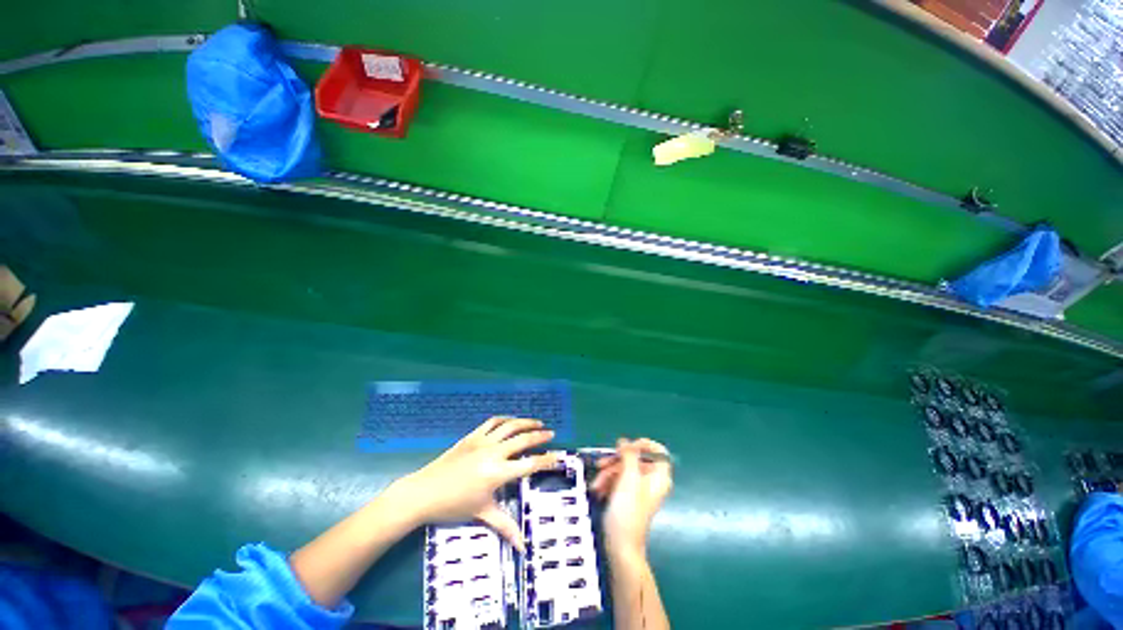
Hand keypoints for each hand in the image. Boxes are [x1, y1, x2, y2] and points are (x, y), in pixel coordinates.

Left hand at [391, 416, 558, 550]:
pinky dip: (505, 419)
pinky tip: (512, 421)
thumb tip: (523, 547)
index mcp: (497, 473)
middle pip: (523, 439)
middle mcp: (493, 453)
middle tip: (552, 434)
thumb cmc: (453, 506)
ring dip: (526, 422)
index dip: (546, 460)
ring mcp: (482, 441)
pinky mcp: (471, 436)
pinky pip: (492, 422)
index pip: (529, 465)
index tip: (559, 456)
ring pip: (510, 426)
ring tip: (538, 423)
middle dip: (540, 436)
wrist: (423, 492)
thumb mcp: (482, 514)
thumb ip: (505, 526)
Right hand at [590, 438, 672, 559]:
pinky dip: (608, 482)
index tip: (626, 446)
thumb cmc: (628, 511)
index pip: (658, 451)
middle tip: (601, 464)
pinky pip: (619, 480)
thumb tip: (625, 441)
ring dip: (608, 473)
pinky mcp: (629, 496)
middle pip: (635, 459)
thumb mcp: (628, 478)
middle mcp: (652, 480)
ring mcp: (640, 489)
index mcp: (659, 476)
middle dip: (616, 461)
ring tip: (597, 484)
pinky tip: (598, 490)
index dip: (643, 445)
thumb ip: (629, 456)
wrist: (620, 546)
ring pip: (624, 469)